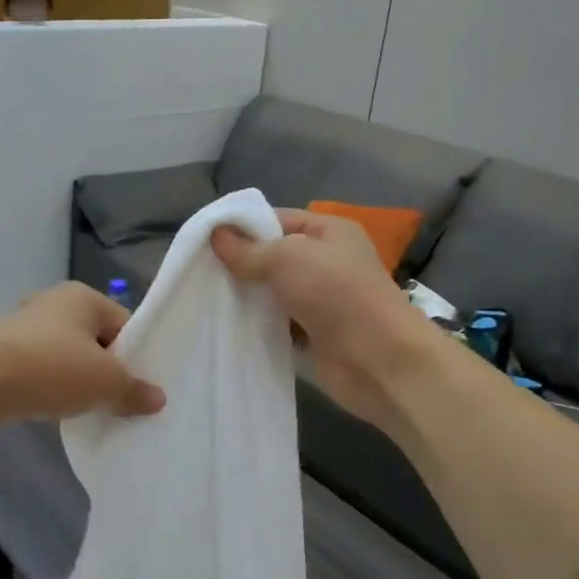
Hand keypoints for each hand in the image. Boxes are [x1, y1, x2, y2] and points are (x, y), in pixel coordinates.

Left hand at [0, 282, 164, 426]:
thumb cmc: (53, 368)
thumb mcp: (106, 382)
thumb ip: (134, 389)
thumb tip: (157, 399)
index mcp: (83, 297)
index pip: (124, 324)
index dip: (136, 355)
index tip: (139, 386)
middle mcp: (53, 302)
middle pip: (95, 339)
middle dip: (107, 369)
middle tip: (118, 400)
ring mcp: (24, 325)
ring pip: (67, 355)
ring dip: (78, 379)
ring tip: (87, 409)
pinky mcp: (3, 350)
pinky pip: (41, 367)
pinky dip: (51, 385)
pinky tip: (54, 407)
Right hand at [212, 208, 436, 429]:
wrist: (378, 359)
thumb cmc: (336, 294)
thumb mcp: (286, 258)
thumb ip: (248, 249)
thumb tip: (216, 235)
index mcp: (328, 231)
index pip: (277, 219)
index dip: (242, 227)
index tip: (205, 241)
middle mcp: (326, 261)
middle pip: (273, 256)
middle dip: (240, 264)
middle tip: (200, 272)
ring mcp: (321, 299)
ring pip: (273, 291)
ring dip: (247, 297)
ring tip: (207, 298)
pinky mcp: (314, 332)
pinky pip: (278, 322)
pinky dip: (258, 324)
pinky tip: (229, 326)